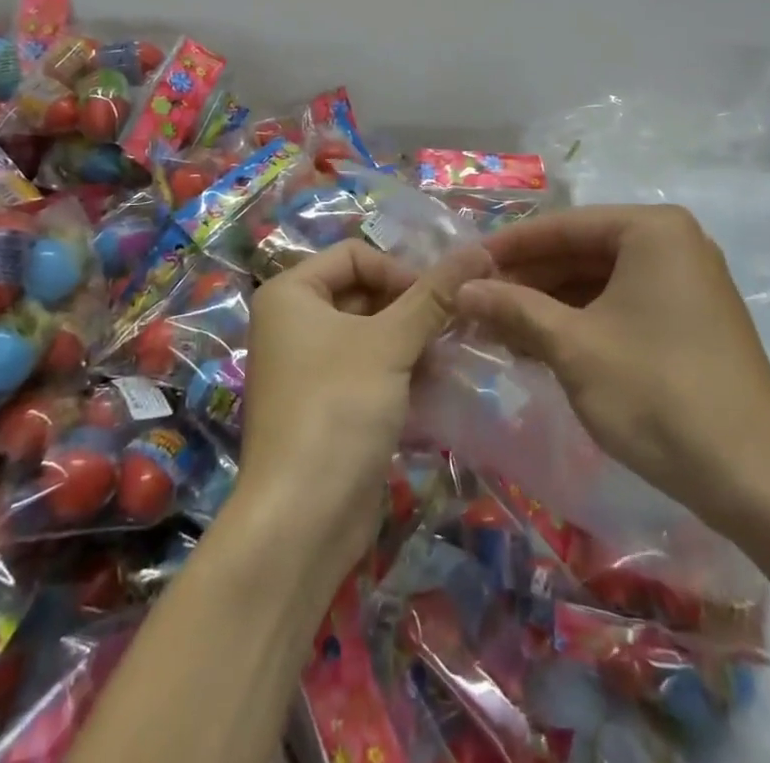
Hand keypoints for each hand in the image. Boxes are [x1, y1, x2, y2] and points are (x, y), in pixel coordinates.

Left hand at [238, 241, 489, 572]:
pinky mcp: (327, 404)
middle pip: (364, 292)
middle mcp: (293, 321)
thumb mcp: (390, 343)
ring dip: (412, 341)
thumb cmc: (338, 408)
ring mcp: (308, 366)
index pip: (356, 254)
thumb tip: (479, 249)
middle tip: (453, 328)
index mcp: (291, 292)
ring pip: (370, 333)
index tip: (437, 301)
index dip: (399, 270)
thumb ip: (434, 295)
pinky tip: (436, 386)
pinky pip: (369, 369)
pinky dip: (401, 371)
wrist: (302, 520)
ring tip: (449, 359)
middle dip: (410, 308)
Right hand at [457, 205, 769, 532]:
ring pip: (600, 281)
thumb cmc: (657, 394)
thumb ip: (514, 308)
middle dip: (528, 280)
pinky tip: (542, 343)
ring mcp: (687, 281)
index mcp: (652, 230)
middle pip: (582, 251)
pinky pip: (623, 304)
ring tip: (498, 326)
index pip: (562, 226)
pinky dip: (582, 321)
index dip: (508, 248)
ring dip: (550, 304)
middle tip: (476, 302)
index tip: (463, 265)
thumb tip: (461, 289)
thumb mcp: (573, 347)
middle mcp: (674, 243)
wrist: (756, 480)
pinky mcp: (692, 319)